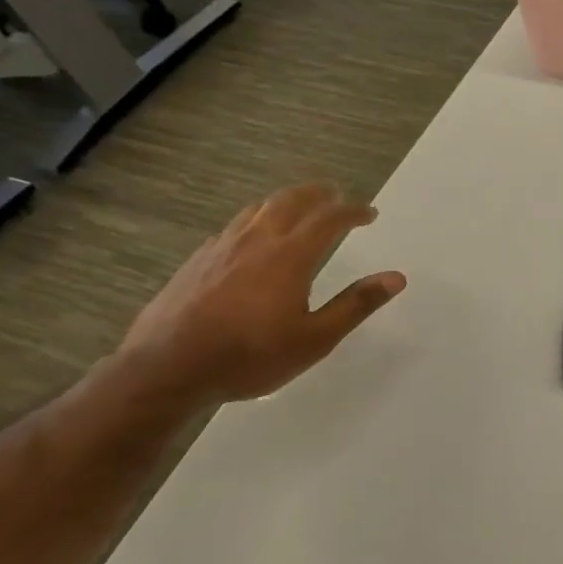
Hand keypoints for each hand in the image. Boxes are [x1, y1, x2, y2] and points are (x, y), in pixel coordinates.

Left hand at [117, 183, 405, 405]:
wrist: (166, 369)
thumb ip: (356, 304)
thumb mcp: (315, 339)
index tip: (369, 213)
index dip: (352, 211)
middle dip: (317, 194)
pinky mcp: (196, 261)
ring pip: (257, 209)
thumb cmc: (250, 356)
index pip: (328, 219)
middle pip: (290, 201)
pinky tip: (253, 241)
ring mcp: (220, 248)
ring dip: (285, 202)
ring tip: (298, 209)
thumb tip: (396, 277)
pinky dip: (256, 221)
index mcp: (289, 257)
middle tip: (335, 194)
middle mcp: (255, 241)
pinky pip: (233, 227)